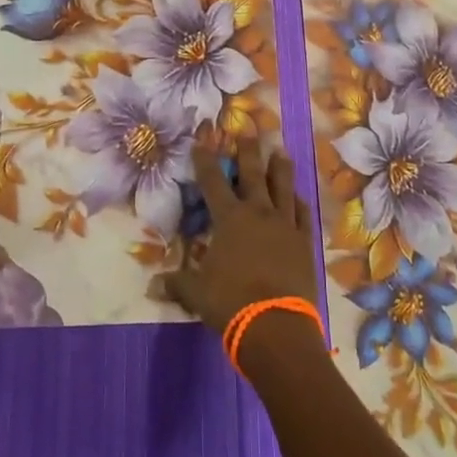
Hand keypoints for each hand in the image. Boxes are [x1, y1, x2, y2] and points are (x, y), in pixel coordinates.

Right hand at [157, 138, 317, 335]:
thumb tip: (152, 286)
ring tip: (281, 151)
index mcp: (229, 218)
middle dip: (249, 151)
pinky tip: (299, 196)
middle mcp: (258, 212)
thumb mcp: (196, 293)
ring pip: (283, 187)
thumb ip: (177, 283)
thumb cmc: (230, 303)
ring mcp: (286, 225)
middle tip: (249, 131)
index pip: (213, 181)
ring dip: (280, 167)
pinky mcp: (304, 242)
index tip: (201, 140)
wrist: (276, 325)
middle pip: (253, 174)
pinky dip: (300, 202)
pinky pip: (303, 214)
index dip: (205, 160)